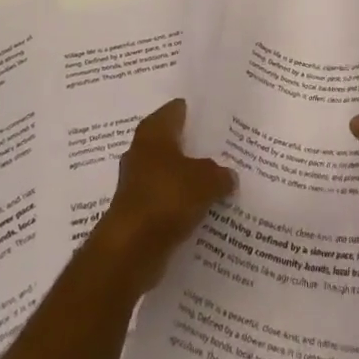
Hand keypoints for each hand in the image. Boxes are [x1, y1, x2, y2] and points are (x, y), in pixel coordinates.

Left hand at [92, 99, 235, 293]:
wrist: (130, 249)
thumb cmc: (166, 198)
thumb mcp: (206, 180)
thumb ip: (220, 173)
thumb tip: (228, 175)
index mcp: (154, 131)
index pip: (177, 109)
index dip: (197, 112)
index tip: (219, 118)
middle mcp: (141, 151)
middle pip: (173, 142)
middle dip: (195, 147)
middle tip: (225, 150)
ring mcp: (137, 182)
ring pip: (170, 173)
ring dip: (188, 178)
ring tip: (219, 181)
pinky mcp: (138, 212)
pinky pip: (166, 200)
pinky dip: (181, 204)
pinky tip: (203, 210)